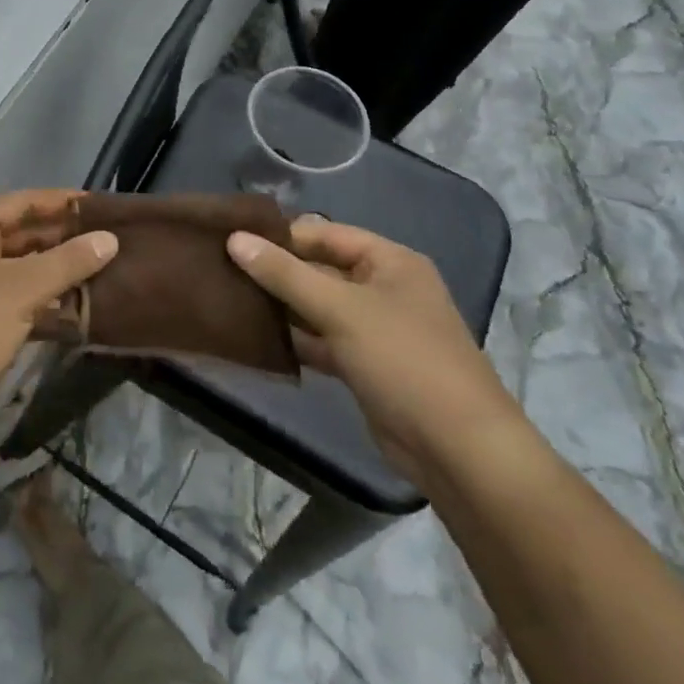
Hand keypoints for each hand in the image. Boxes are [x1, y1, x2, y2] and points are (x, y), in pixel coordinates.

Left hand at [0, 190, 117, 415]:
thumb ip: (69, 261)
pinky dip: (44, 304)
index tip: (101, 206)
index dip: (61, 201)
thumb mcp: (24, 288)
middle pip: (22, 234)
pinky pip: (17, 301)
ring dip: (57, 272)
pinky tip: (78, 313)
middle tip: (109, 242)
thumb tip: (110, 239)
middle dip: (63, 238)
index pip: (23, 201)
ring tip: (103, 274)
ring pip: (21, 270)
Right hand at [227, 217, 520, 486]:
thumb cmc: (403, 360)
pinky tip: (258, 338)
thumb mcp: (340, 309)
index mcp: (389, 261)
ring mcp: (376, 329)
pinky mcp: (367, 365)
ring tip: (230, 300)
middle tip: (223, 271)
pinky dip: (296, 339)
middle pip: (320, 269)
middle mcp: (384, 288)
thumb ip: (284, 274)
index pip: (324, 233)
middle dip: (277, 272)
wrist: (459, 450)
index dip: (280, 236)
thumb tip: (234, 238)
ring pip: (319, 306)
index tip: (231, 241)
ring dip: (282, 306)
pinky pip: (323, 340)